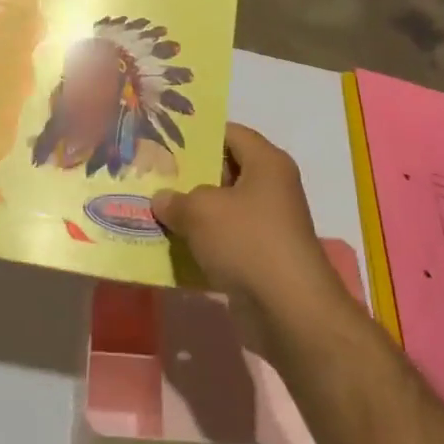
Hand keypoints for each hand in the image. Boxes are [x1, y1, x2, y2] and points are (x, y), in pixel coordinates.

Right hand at [151, 124, 342, 347]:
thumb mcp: (201, 212)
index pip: (230, 133)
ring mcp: (270, 225)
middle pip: (227, 171)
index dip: (199, 135)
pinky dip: (204, 244)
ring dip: (195, 214)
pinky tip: (174, 247)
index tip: (166, 141)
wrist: (290, 311)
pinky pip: (228, 241)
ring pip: (225, 209)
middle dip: (191, 176)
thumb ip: (176, 200)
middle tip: (154, 176)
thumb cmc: (248, 242)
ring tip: (156, 211)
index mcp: (267, 163)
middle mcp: (272, 187)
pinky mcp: (263, 258)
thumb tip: (162, 199)